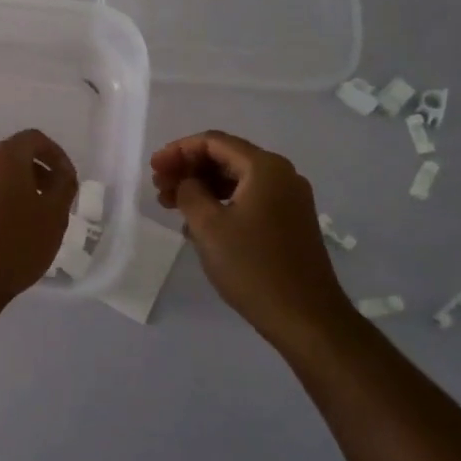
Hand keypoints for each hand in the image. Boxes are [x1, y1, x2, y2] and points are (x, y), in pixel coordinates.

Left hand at [0, 129, 77, 312]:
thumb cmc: (16, 244)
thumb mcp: (54, 216)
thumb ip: (64, 186)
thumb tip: (62, 174)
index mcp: (4, 157)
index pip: (34, 139)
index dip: (55, 155)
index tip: (66, 179)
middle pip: (11, 157)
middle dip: (35, 173)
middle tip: (51, 199)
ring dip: (13, 189)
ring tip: (29, 219)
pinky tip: (3, 233)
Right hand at [151, 130, 346, 347]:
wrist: (306, 318)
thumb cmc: (253, 267)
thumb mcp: (208, 226)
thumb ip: (189, 192)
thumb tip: (187, 182)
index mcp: (265, 168)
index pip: (213, 142)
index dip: (178, 150)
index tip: (153, 168)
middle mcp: (282, 175)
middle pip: (226, 157)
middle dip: (189, 169)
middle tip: (159, 188)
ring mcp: (289, 200)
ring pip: (236, 180)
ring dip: (202, 187)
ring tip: (171, 205)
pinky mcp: (290, 222)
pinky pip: (249, 199)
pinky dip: (221, 203)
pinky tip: (198, 223)